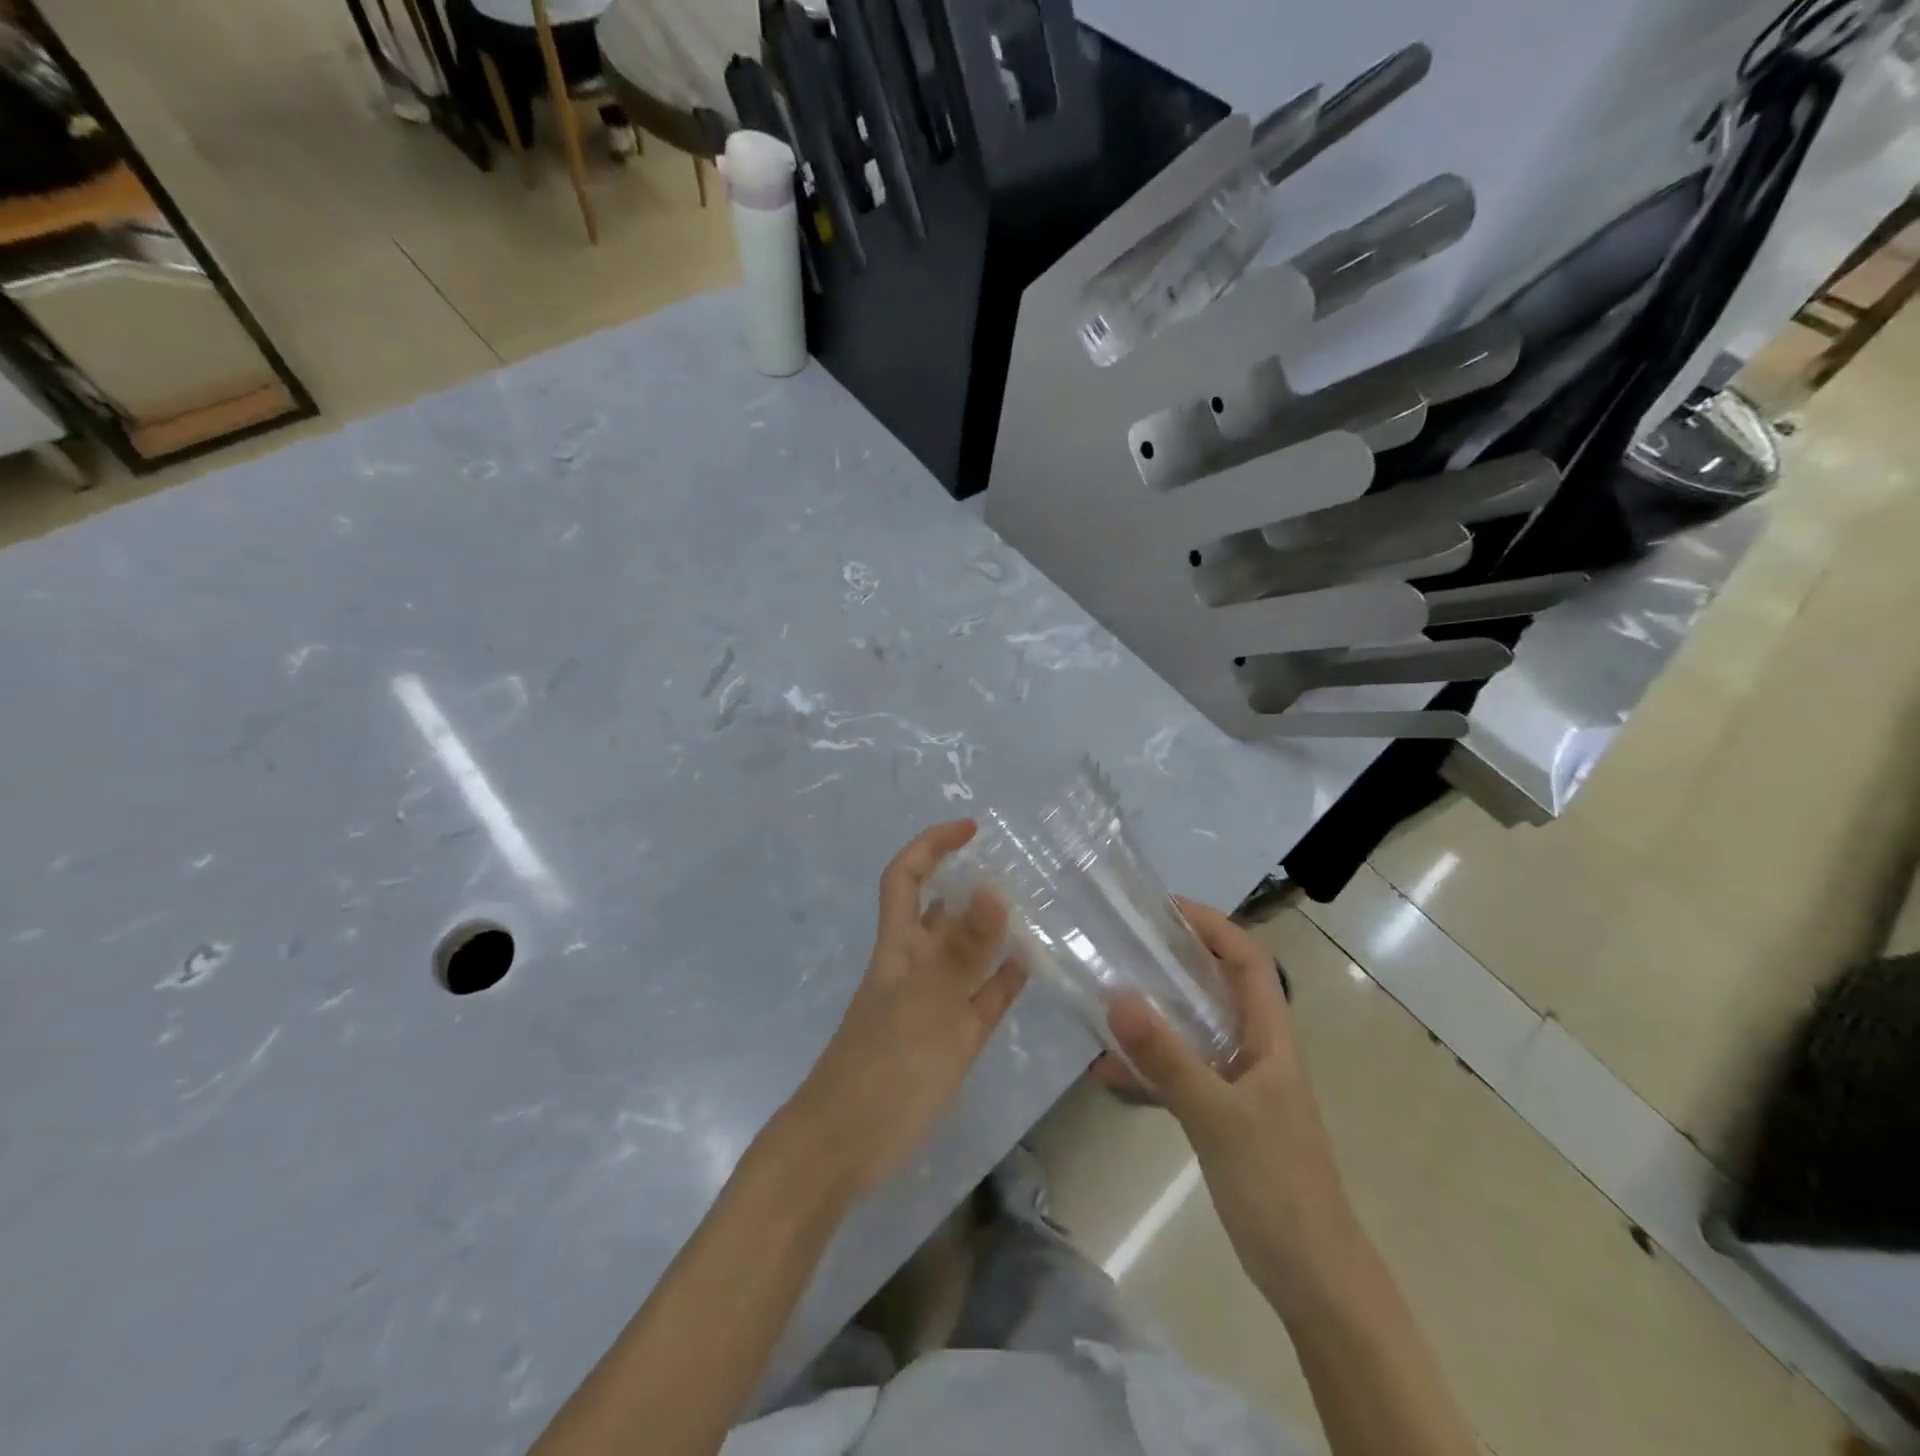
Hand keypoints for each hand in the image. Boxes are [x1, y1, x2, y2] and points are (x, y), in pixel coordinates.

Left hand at [780, 820, 1026, 1202]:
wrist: (845, 1148)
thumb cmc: (882, 1068)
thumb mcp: (928, 1003)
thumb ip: (964, 949)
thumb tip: (994, 885)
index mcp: (899, 947)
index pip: (907, 877)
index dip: (932, 845)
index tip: (972, 829)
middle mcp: (915, 966)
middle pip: (941, 911)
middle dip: (970, 882)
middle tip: (1020, 869)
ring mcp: (933, 1004)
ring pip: (966, 954)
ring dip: (993, 930)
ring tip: (1037, 909)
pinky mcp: (950, 1041)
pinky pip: (982, 998)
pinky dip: (1004, 979)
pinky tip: (1034, 967)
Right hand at [1097, 898, 1359, 1308]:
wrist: (1312, 1279)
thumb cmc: (1277, 1186)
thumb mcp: (1217, 1117)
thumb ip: (1167, 1059)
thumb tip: (1117, 996)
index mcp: (1270, 1039)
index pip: (1247, 960)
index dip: (1212, 926)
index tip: (1164, 909)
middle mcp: (1256, 1051)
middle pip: (1216, 988)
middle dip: (1172, 963)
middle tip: (1122, 947)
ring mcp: (1240, 1085)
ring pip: (1193, 1032)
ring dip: (1154, 1018)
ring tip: (1105, 1004)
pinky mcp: (1224, 1117)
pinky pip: (1181, 1076)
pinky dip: (1148, 1071)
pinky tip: (1109, 1078)